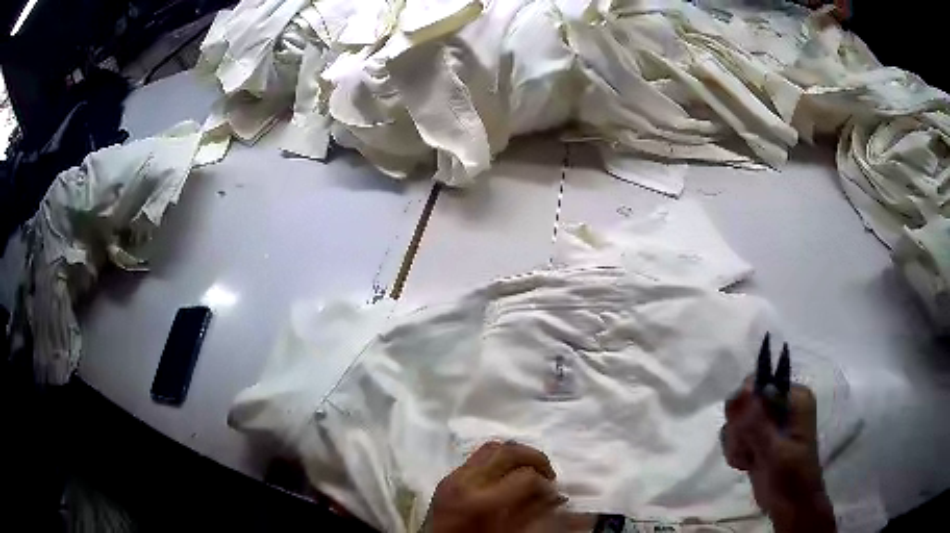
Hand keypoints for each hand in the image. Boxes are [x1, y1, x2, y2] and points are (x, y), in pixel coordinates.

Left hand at [429, 441, 566, 532]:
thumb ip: (533, 514)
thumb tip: (556, 497)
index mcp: (480, 502)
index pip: (525, 478)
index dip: (546, 485)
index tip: (554, 494)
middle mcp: (465, 482)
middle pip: (508, 451)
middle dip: (536, 458)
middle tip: (549, 474)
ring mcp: (453, 477)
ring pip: (492, 447)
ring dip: (517, 455)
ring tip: (530, 471)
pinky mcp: (447, 477)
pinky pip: (477, 457)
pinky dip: (498, 460)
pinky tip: (507, 476)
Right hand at [721, 379, 835, 532]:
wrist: (790, 506)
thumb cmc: (791, 477)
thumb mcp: (775, 450)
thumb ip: (757, 422)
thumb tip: (743, 388)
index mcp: (794, 397)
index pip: (758, 384)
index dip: (746, 409)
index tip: (747, 435)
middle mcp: (782, 403)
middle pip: (744, 401)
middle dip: (740, 430)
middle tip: (750, 451)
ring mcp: (770, 420)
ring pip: (736, 420)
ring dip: (737, 444)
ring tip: (750, 460)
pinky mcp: (759, 436)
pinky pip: (735, 434)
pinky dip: (736, 451)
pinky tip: (746, 464)